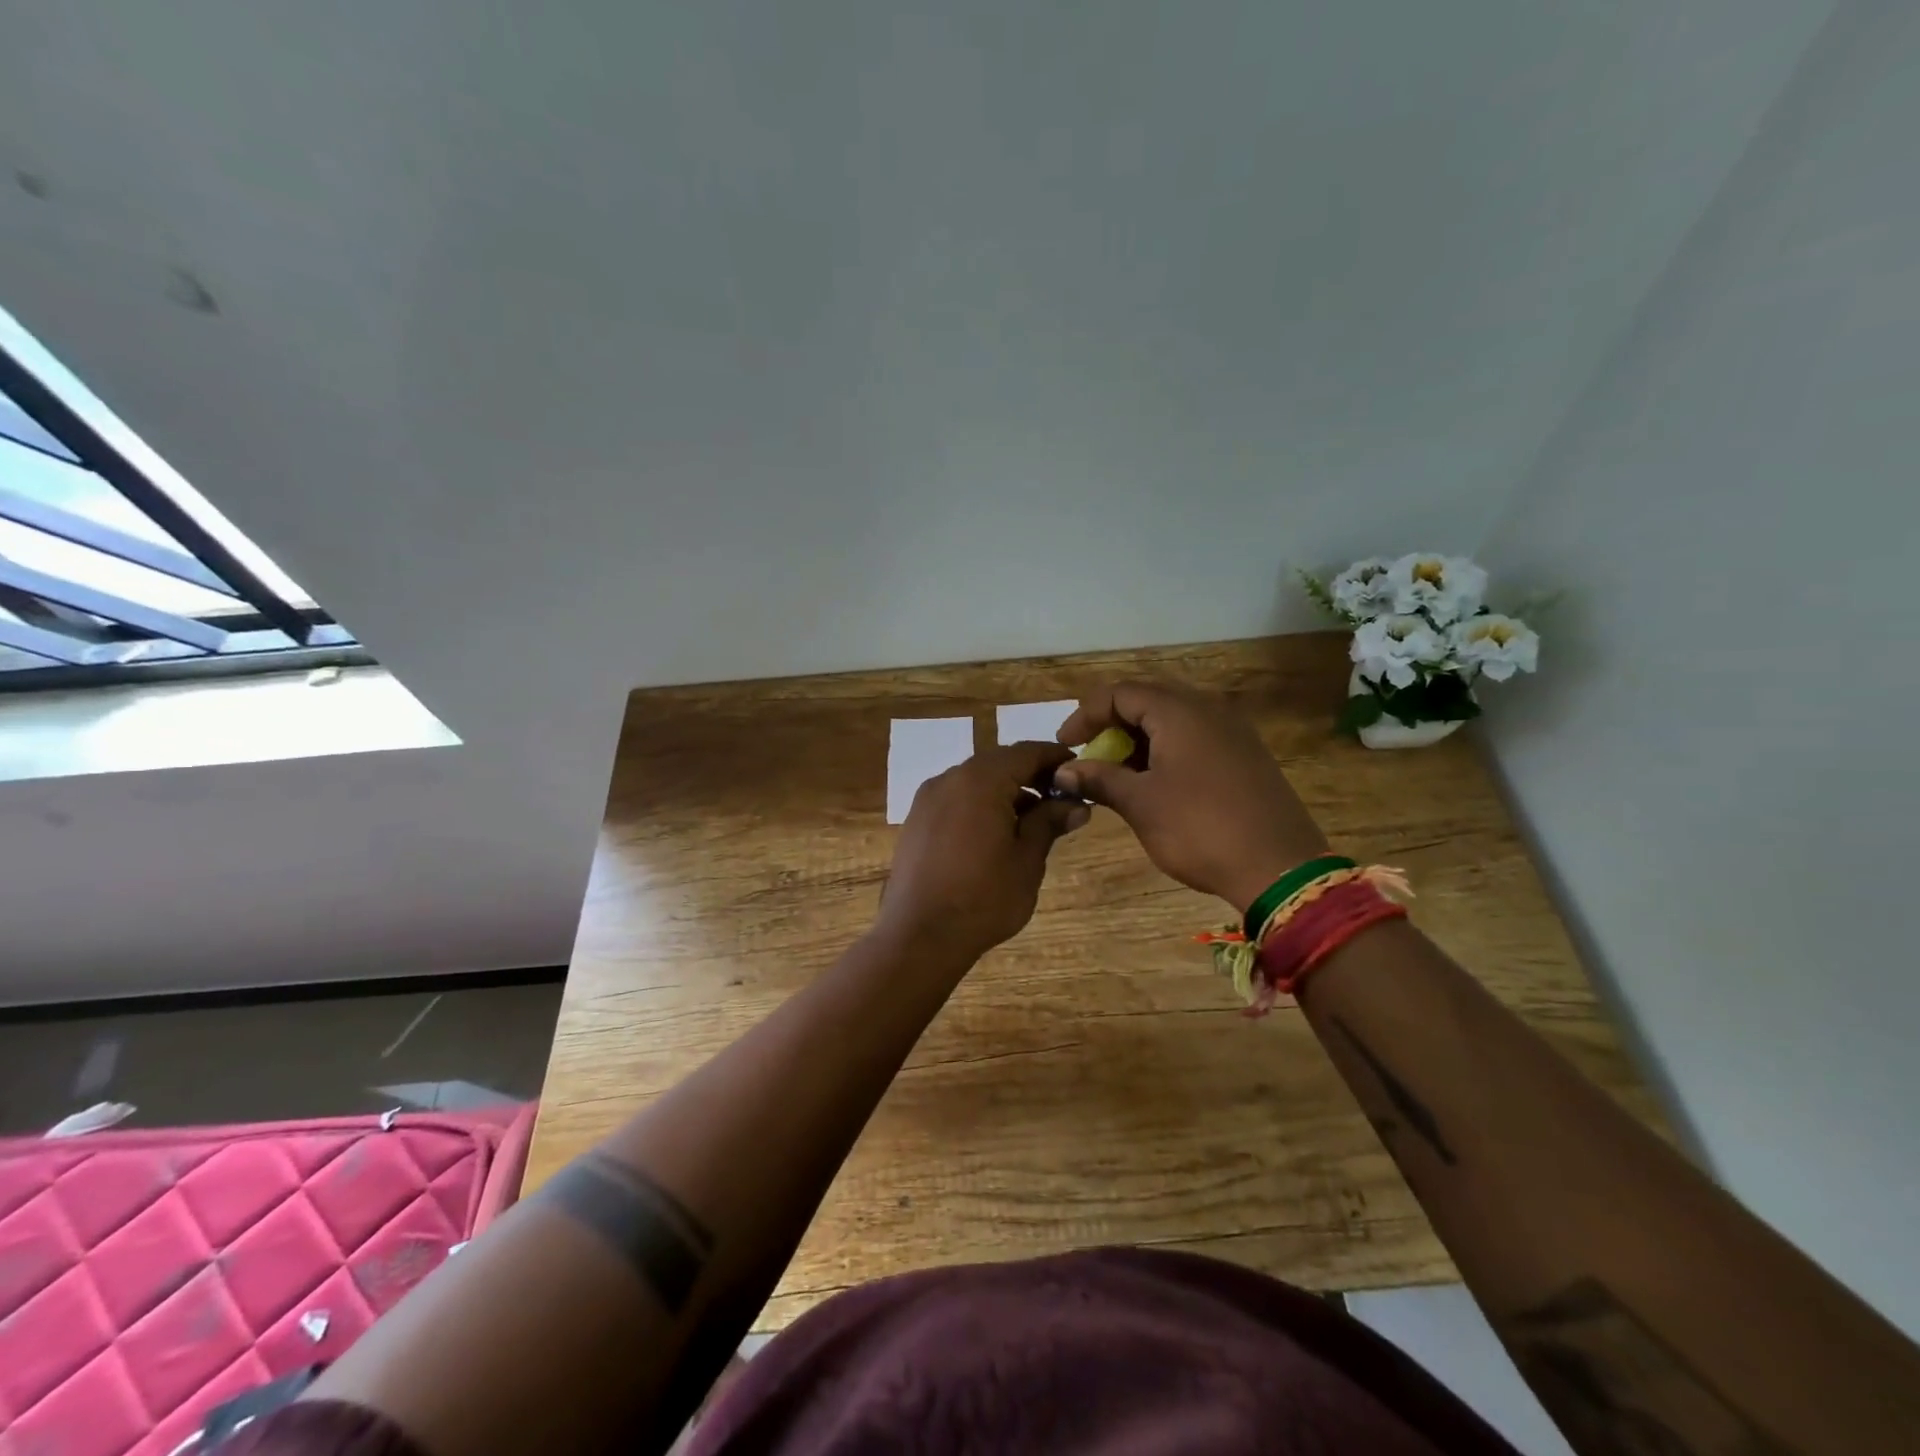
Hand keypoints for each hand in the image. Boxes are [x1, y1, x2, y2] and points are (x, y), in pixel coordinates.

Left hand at [874, 741, 1090, 963]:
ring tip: (1033, 821)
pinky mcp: (917, 820)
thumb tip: (1076, 804)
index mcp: (980, 780)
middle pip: (998, 763)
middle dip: (1031, 775)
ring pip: (975, 780)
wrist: (919, 936)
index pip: (1025, 752)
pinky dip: (980, 804)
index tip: (1079, 772)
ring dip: (1005, 790)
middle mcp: (950, 778)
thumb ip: (1049, 823)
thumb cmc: (983, 898)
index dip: (1055, 758)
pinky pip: (956, 798)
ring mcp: (928, 799)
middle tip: (1060, 799)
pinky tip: (996, 834)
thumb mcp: (1027, 860)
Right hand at [1053, 683, 1327, 914]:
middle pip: (1148, 700)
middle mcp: (1209, 710)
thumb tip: (1063, 771)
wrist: (1279, 869)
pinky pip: (1195, 738)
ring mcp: (1233, 733)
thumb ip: (1099, 779)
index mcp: (1180, 712)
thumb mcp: (1140, 804)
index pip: (1120, 693)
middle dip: (1111, 725)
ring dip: (1138, 740)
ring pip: (1173, 720)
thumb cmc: (1199, 829)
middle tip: (1090, 755)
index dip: (1085, 715)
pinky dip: (1166, 751)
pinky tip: (1155, 783)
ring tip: (1117, 773)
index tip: (1065, 745)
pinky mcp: (1246, 757)